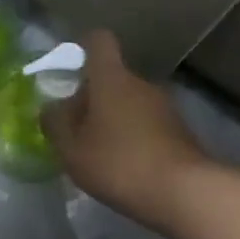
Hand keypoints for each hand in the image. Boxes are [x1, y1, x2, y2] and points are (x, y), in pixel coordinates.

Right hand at [44, 30, 205, 230]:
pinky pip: (149, 126)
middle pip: (112, 77)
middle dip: (94, 97)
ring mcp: (166, 109)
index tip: (71, 66)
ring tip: (100, 152)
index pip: (99, 42)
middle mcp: (140, 84)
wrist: (189, 196)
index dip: (84, 47)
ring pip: (131, 103)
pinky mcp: (182, 134)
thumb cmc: (120, 163)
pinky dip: (135, 139)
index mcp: (111, 78)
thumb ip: (55, 124)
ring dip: (115, 119)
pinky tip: (127, 167)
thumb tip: (50, 108)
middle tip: (77, 126)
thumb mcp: (71, 148)